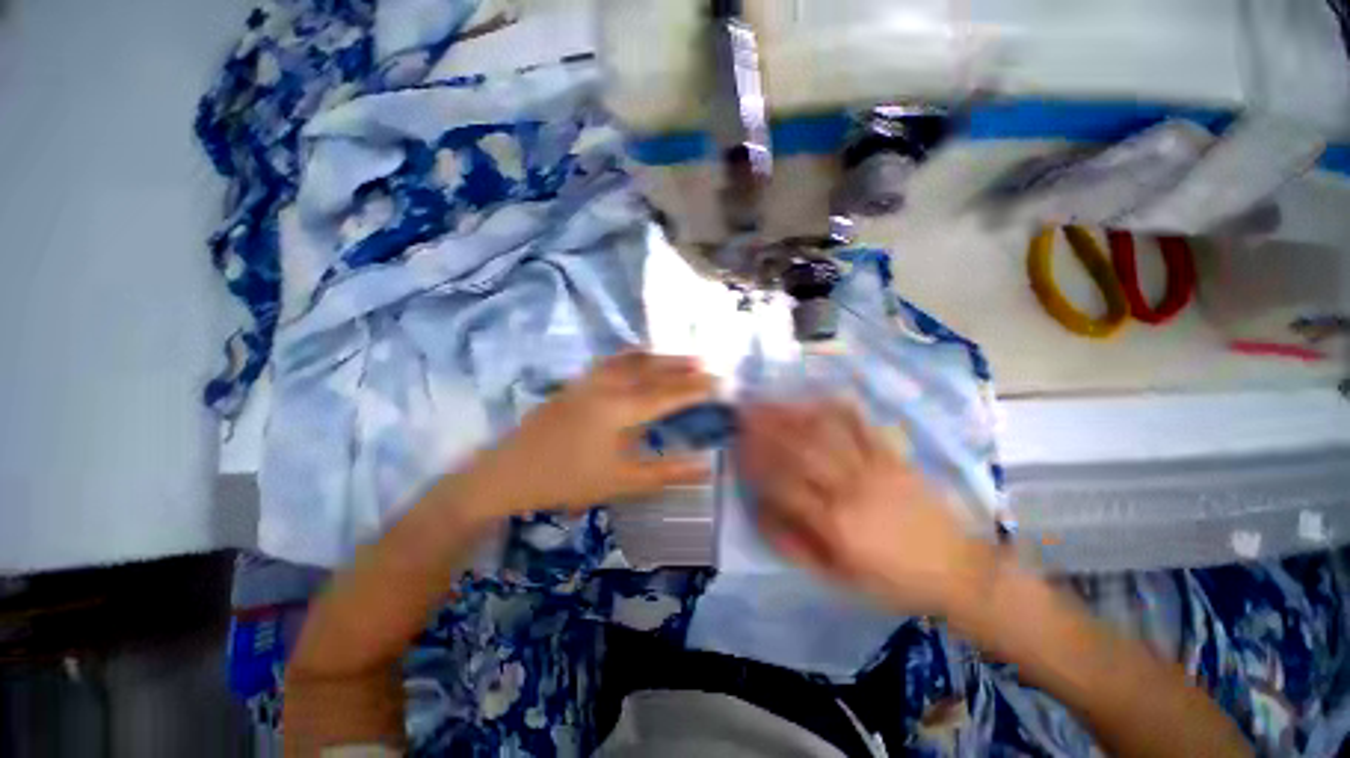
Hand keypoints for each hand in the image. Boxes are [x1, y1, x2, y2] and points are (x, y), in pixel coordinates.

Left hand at [477, 351, 716, 513]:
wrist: (508, 473)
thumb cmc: (568, 480)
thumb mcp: (622, 482)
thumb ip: (666, 472)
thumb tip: (705, 466)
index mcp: (620, 409)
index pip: (667, 394)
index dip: (694, 389)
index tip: (717, 382)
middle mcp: (606, 386)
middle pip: (650, 369)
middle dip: (679, 365)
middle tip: (703, 362)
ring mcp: (587, 381)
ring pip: (629, 360)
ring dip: (656, 357)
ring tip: (676, 355)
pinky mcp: (575, 384)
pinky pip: (610, 362)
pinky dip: (631, 357)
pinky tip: (635, 359)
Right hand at [736, 401, 997, 616]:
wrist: (958, 570)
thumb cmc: (893, 580)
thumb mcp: (839, 578)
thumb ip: (794, 544)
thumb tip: (760, 511)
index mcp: (836, 524)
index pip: (784, 485)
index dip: (756, 464)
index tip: (736, 448)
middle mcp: (851, 489)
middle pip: (801, 450)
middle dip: (767, 429)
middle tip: (743, 412)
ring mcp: (875, 468)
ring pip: (826, 433)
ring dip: (793, 414)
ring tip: (770, 401)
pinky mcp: (894, 457)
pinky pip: (864, 426)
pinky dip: (839, 408)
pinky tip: (819, 396)